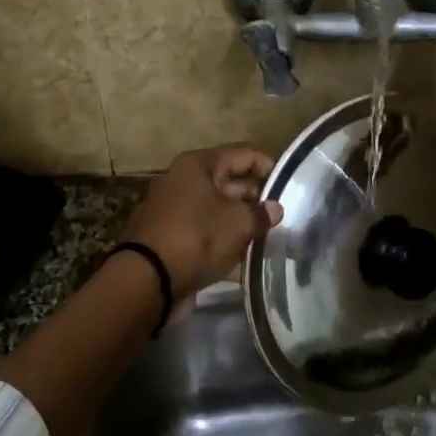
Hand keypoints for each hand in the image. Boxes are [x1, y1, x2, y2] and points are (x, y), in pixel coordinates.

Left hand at [121, 145, 283, 297]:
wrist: (147, 281)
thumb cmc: (196, 237)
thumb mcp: (237, 223)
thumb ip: (260, 213)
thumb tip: (275, 209)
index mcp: (199, 165)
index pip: (244, 154)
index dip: (268, 167)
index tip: (289, 188)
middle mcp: (185, 181)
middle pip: (230, 183)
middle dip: (256, 200)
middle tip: (282, 218)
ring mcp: (176, 211)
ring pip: (219, 211)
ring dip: (242, 224)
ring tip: (270, 239)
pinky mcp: (173, 238)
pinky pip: (206, 234)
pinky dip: (224, 244)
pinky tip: (246, 261)